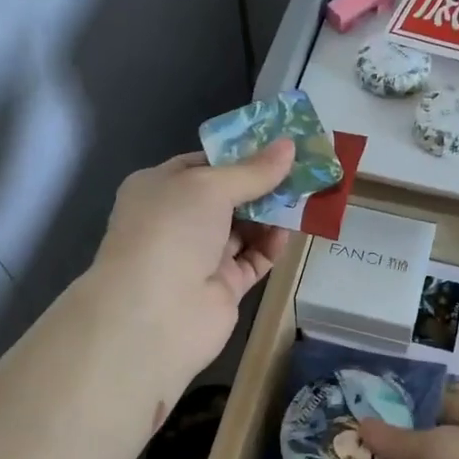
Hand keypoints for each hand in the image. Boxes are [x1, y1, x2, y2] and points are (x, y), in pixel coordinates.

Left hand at [90, 139, 295, 391]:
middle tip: (302, 169)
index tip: (278, 145)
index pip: (203, 164)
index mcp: (159, 188)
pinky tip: (289, 231)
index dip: (239, 155)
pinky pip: (253, 260)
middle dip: (262, 184)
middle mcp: (176, 221)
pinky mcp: (222, 288)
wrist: (154, 313)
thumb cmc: (171, 231)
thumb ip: (253, 170)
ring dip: (271, 213)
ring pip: (243, 229)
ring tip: (305, 195)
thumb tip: (288, 145)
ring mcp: (199, 256)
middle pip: (227, 197)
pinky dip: (271, 246)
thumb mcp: (210, 186)